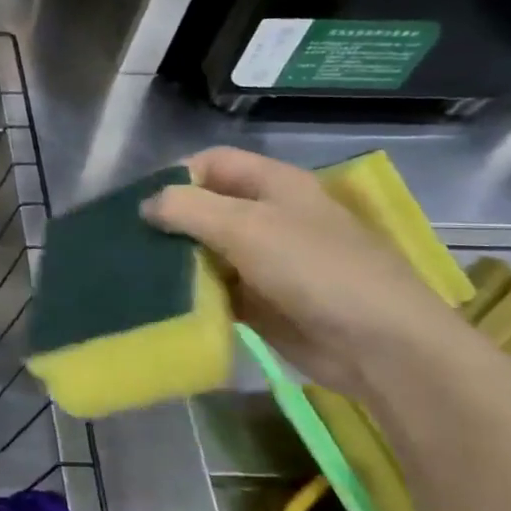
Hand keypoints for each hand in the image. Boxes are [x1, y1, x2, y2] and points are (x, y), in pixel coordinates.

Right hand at [142, 146, 466, 396]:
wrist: (382, 347)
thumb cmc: (317, 271)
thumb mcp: (247, 228)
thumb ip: (188, 208)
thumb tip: (145, 205)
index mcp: (274, 185)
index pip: (212, 163)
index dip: (175, 176)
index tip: (138, 205)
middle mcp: (268, 216)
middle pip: (204, 207)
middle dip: (168, 222)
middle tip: (127, 243)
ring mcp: (264, 261)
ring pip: (206, 250)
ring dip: (175, 261)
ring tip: (135, 274)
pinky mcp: (260, 301)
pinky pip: (215, 289)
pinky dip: (192, 293)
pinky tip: (162, 303)